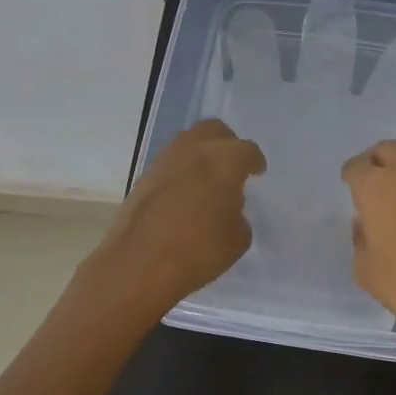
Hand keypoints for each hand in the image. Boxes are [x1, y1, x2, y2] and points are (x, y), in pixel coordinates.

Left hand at [92, 119, 266, 316]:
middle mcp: (194, 149)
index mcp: (225, 159)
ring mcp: (165, 160)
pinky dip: (181, 172)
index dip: (254, 161)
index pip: (247, 150)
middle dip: (226, 143)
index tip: (257, 173)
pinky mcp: (144, 177)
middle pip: (214, 130)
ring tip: (207, 181)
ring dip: (200, 155)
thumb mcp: (237, 239)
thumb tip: (227, 208)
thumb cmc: (199, 250)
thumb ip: (238, 215)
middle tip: (232, 166)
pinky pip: (170, 164)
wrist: (138, 264)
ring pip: (188, 142)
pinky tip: (184, 195)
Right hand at [341, 140, 395, 350]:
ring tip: (395, 197)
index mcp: (377, 187)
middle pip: (387, 149)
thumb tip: (366, 225)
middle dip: (375, 159)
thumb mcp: (367, 272)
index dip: (350, 174)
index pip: (357, 166)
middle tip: (369, 180)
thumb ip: (361, 242)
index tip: (348, 184)